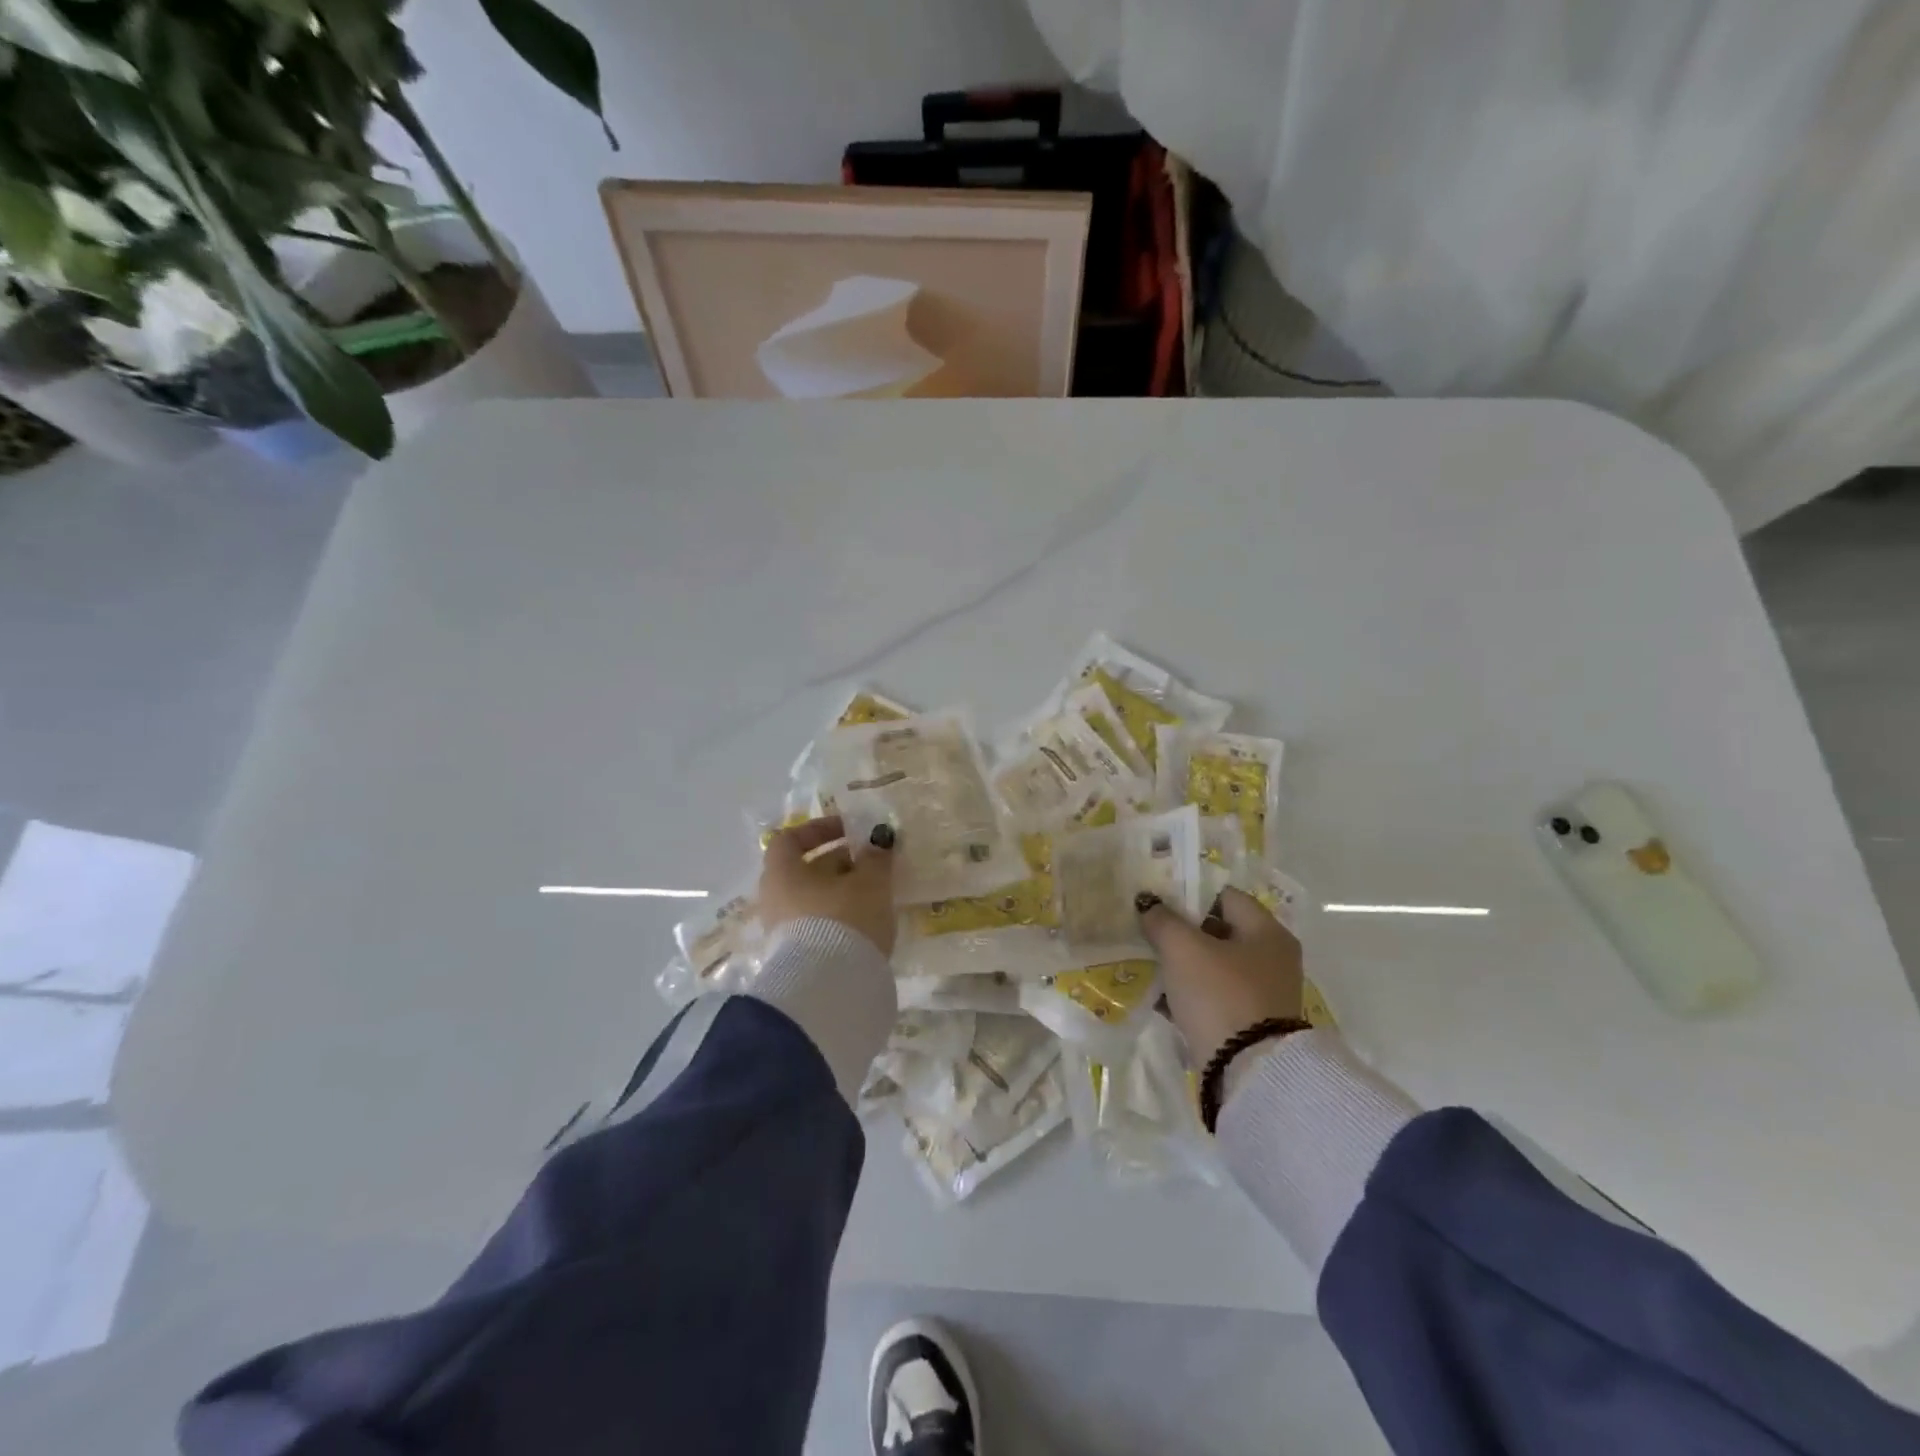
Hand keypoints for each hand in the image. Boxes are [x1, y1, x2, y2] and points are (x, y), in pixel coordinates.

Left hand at [758, 815, 897, 955]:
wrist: (830, 989)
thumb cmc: (845, 919)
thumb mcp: (871, 882)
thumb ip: (876, 857)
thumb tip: (878, 841)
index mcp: (782, 872)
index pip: (790, 839)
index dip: (819, 829)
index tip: (850, 830)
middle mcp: (774, 898)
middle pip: (804, 870)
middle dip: (839, 863)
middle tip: (872, 864)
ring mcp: (782, 931)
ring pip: (813, 900)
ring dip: (842, 892)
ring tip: (875, 895)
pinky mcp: (797, 958)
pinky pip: (817, 925)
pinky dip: (839, 918)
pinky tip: (867, 924)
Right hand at [1138, 887, 1303, 1064]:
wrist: (1247, 1071)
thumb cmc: (1219, 994)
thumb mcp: (1183, 949)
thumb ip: (1163, 920)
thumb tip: (1149, 903)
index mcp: (1268, 932)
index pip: (1225, 896)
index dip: (1190, 894)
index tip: (1159, 902)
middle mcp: (1273, 958)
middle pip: (1220, 931)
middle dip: (1183, 931)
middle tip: (1150, 931)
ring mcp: (1264, 993)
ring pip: (1215, 965)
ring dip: (1184, 964)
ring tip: (1151, 963)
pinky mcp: (1251, 1023)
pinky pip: (1215, 995)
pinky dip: (1191, 993)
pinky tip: (1162, 997)